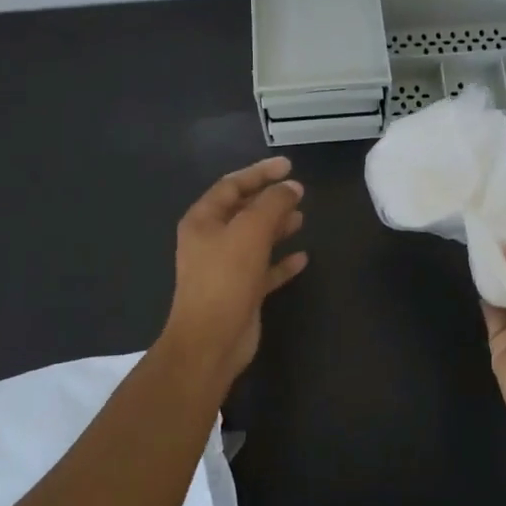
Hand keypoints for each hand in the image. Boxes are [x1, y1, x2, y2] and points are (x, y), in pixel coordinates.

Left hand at [160, 156, 308, 386]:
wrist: (211, 340)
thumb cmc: (226, 278)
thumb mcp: (251, 231)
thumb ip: (273, 203)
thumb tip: (291, 187)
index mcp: (203, 220)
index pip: (232, 185)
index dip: (260, 172)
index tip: (288, 165)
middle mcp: (211, 240)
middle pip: (243, 210)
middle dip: (270, 199)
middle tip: (299, 191)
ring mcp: (225, 268)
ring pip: (255, 239)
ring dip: (277, 227)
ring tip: (302, 217)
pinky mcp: (241, 292)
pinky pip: (264, 269)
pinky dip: (281, 261)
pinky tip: (302, 258)